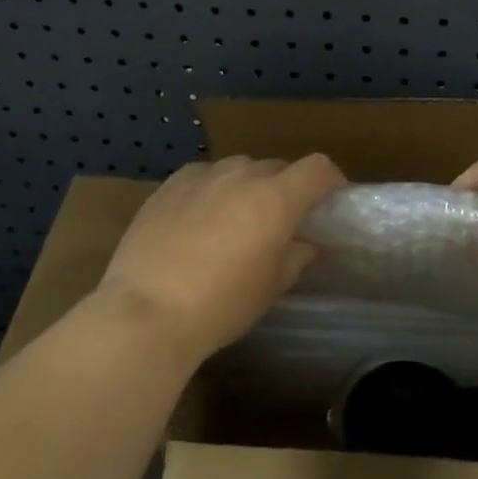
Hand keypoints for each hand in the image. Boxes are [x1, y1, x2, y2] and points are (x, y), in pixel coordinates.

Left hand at [93, 154, 343, 363]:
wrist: (146, 311)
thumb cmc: (221, 304)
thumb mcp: (270, 287)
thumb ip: (297, 257)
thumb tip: (310, 245)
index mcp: (276, 198)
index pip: (317, 168)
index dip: (330, 180)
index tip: (331, 200)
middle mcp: (242, 175)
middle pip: (277, 167)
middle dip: (287, 187)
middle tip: (281, 220)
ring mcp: (202, 176)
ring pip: (239, 167)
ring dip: (248, 184)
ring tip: (238, 217)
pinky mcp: (170, 185)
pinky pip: (203, 174)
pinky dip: (212, 187)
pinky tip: (200, 215)